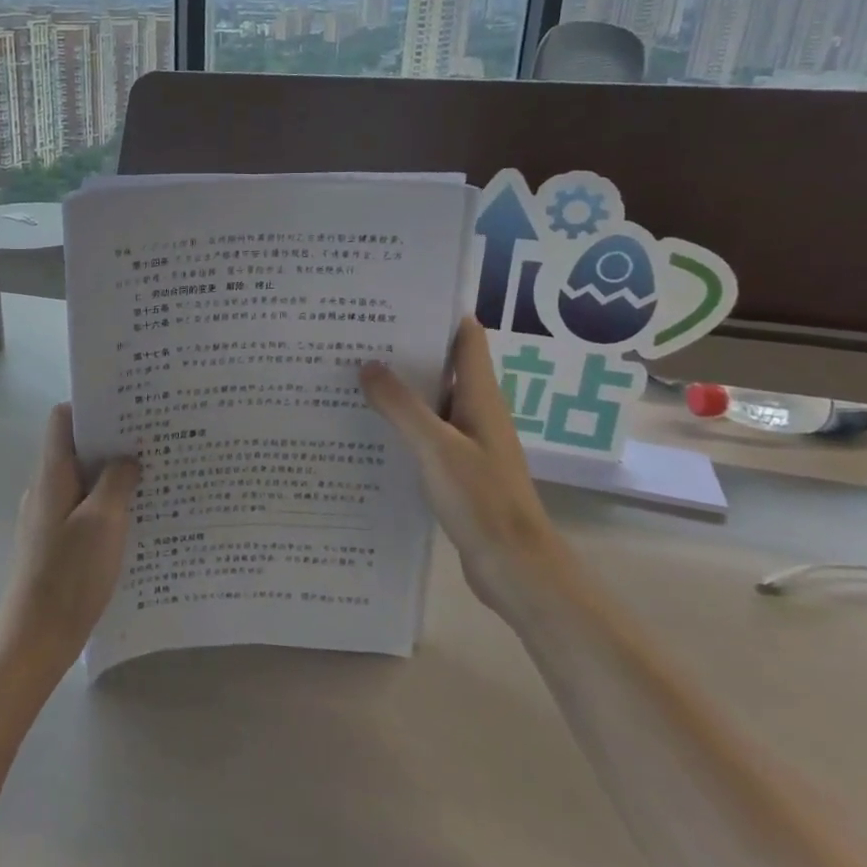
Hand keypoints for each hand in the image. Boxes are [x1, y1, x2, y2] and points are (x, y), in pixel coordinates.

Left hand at [0, 404, 140, 673]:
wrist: (35, 638)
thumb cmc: (70, 574)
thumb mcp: (103, 521)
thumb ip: (117, 481)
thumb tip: (127, 457)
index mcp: (52, 474)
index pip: (63, 419)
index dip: (92, 406)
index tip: (128, 407)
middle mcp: (45, 488)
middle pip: (76, 448)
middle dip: (112, 441)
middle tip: (153, 440)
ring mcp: (48, 516)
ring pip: (83, 480)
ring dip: (113, 475)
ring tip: (152, 475)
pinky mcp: (55, 542)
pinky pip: (83, 508)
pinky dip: (107, 504)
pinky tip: (135, 518)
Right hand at [359, 317, 573, 619]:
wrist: (514, 567)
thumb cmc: (482, 500)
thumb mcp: (436, 448)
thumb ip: (401, 406)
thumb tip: (367, 364)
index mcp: (481, 397)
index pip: (466, 337)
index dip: (438, 313)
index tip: (396, 299)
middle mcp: (476, 412)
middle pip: (443, 366)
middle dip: (405, 349)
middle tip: (357, 335)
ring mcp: (467, 441)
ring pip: (430, 401)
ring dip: (399, 388)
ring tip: (352, 374)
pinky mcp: (457, 469)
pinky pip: (425, 434)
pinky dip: (400, 424)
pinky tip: (367, 428)